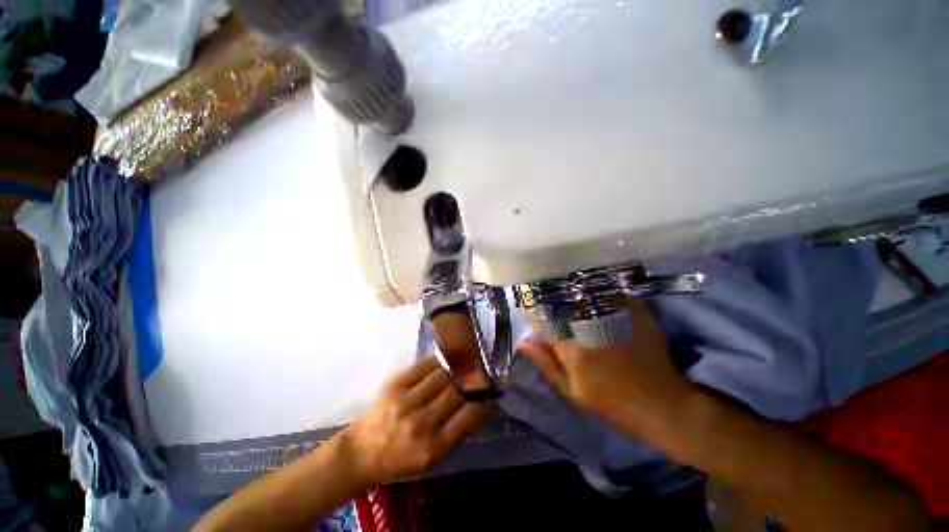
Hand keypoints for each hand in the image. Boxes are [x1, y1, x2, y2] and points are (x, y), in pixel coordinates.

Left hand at [342, 357, 488, 485]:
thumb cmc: (402, 459)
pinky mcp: (394, 385)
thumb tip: (479, 402)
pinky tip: (443, 361)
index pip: (470, 415)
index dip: (484, 398)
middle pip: (457, 390)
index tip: (490, 389)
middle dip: (472, 379)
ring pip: (443, 374)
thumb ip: (457, 431)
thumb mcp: (434, 458)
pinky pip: (425, 366)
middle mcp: (421, 424)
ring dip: (455, 368)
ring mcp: (406, 402)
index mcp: (434, 448)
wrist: (363, 451)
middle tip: (479, 371)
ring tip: (462, 364)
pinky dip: (438, 361)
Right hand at [518, 300, 694, 440]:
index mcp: (573, 349)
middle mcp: (590, 328)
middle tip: (550, 302)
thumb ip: (546, 364)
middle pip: (562, 302)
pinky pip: (612, 292)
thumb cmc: (611, 402)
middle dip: (552, 300)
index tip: (534, 313)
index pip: (543, 321)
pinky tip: (594, 292)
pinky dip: (599, 289)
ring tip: (567, 292)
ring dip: (573, 291)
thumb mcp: (572, 391)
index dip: (535, 314)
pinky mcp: (635, 313)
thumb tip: (523, 342)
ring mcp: (614, 318)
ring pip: (584, 293)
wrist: (661, 404)